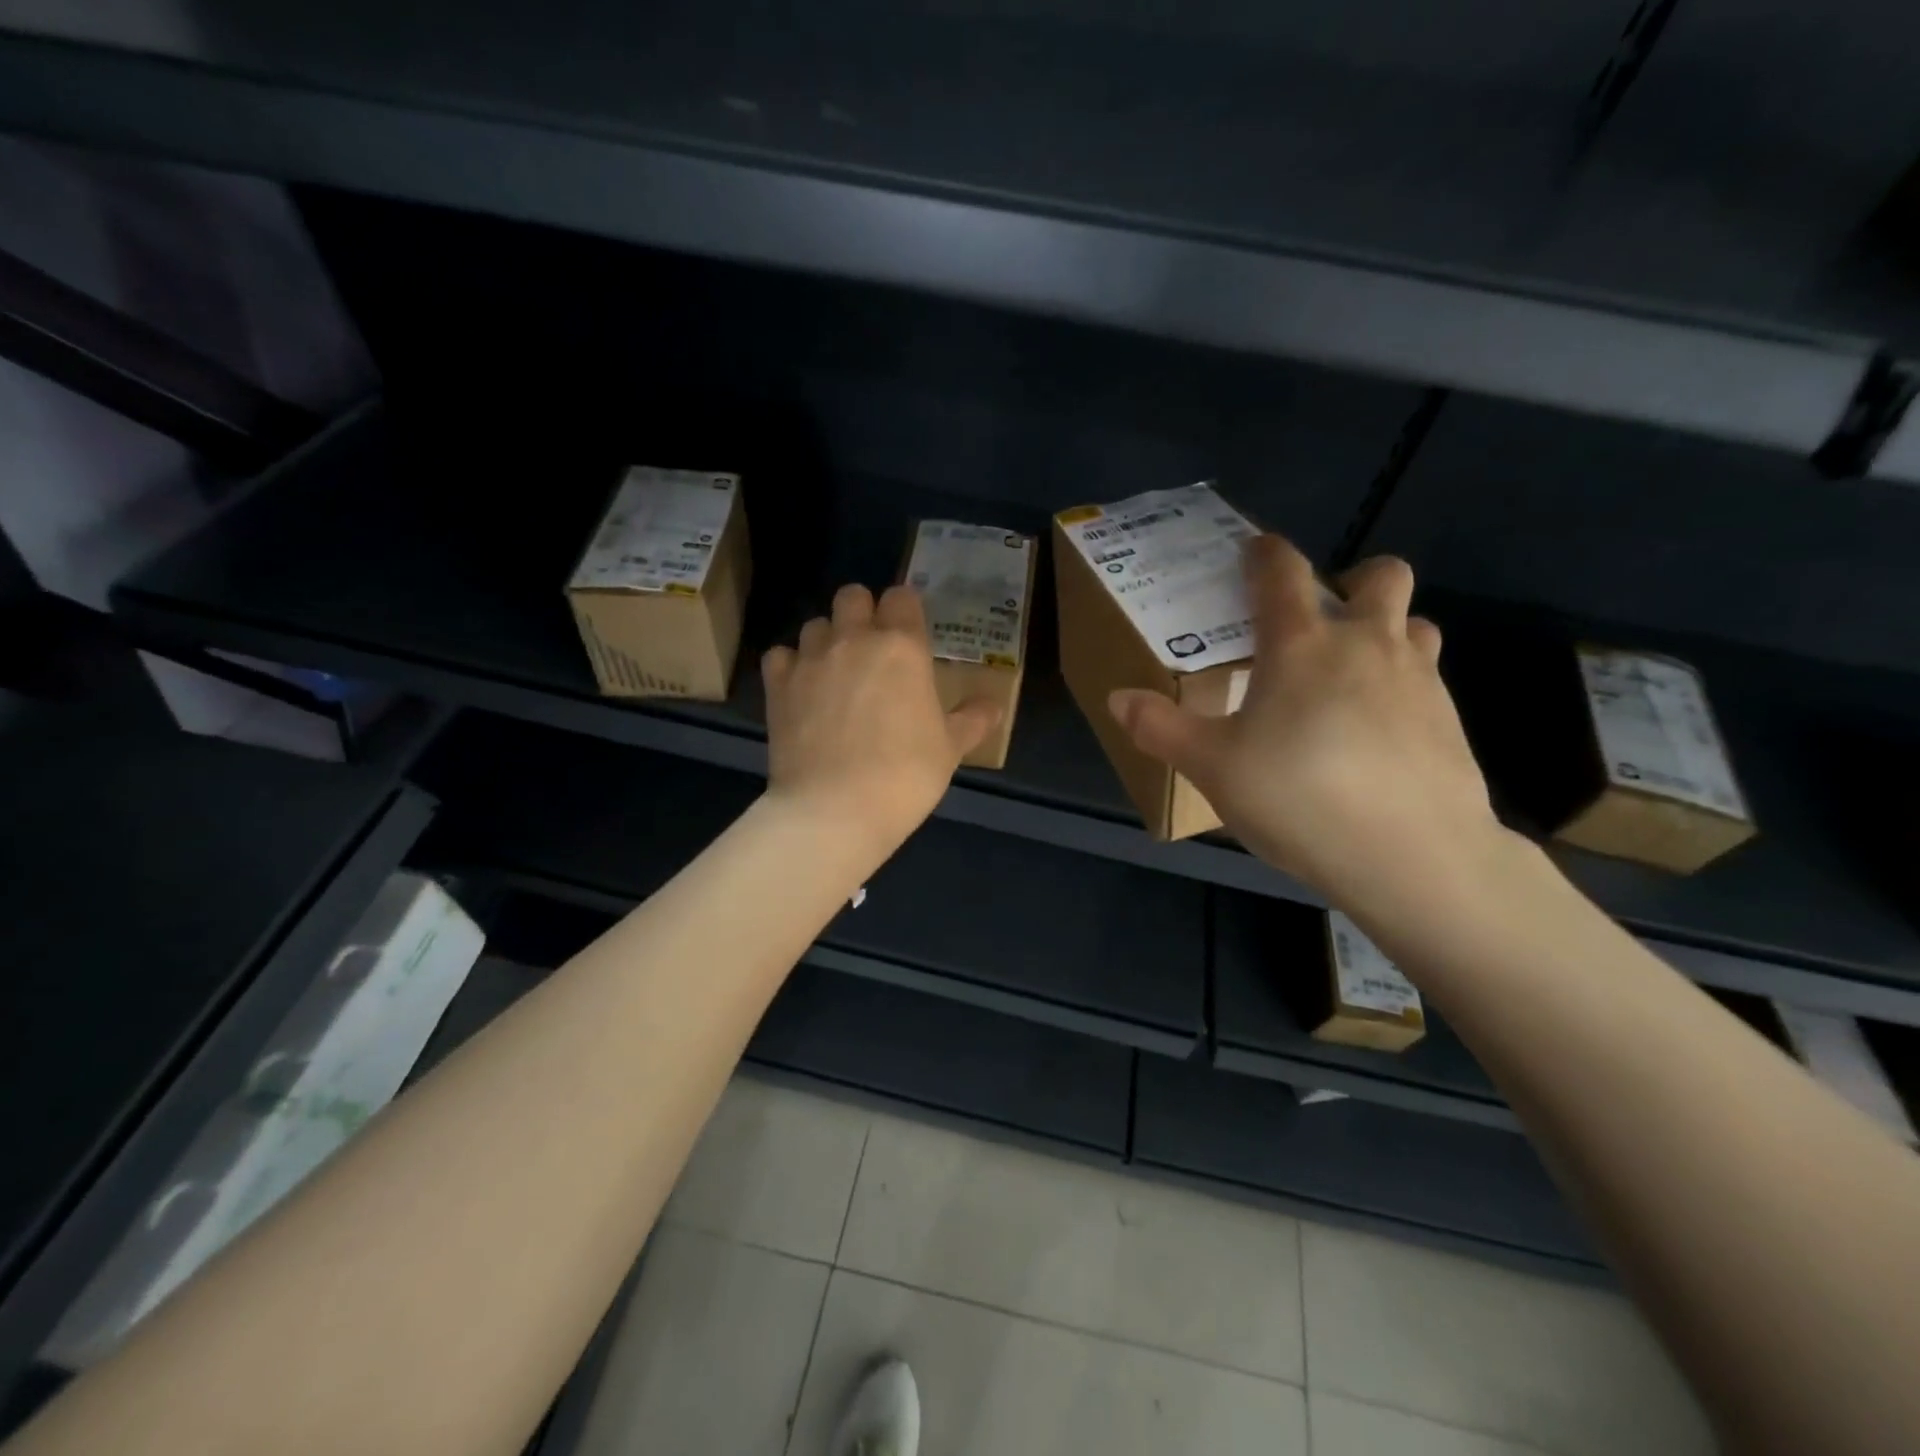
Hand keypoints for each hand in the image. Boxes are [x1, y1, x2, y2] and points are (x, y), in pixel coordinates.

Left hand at [762, 583, 999, 861]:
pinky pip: (781, 655)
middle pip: (852, 596)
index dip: (906, 610)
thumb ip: (972, 720)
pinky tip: (802, 690)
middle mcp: (854, 639)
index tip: (910, 633)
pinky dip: (791, 666)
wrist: (835, 808)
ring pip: (815, 623)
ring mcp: (811, 659)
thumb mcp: (950, 749)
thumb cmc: (905, 775)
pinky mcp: (778, 684)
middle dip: (862, 612)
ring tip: (835, 673)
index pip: (902, 596)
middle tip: (871, 648)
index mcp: (902, 646)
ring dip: (827, 639)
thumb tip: (993, 706)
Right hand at [1108, 535, 1500, 905]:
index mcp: (1301, 645)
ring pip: (1415, 623)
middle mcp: (1366, 644)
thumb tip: (1118, 699)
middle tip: (1319, 620)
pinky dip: (1400, 684)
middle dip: (1351, 580)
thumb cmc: (1299, 798)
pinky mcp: (1450, 719)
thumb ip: (1161, 728)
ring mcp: (1418, 678)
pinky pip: (1427, 677)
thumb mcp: (1212, 768)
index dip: (1264, 553)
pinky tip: (1375, 733)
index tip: (1252, 553)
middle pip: (1380, 576)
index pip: (1282, 571)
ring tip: (1350, 674)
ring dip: (1386, 630)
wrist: (1414, 856)